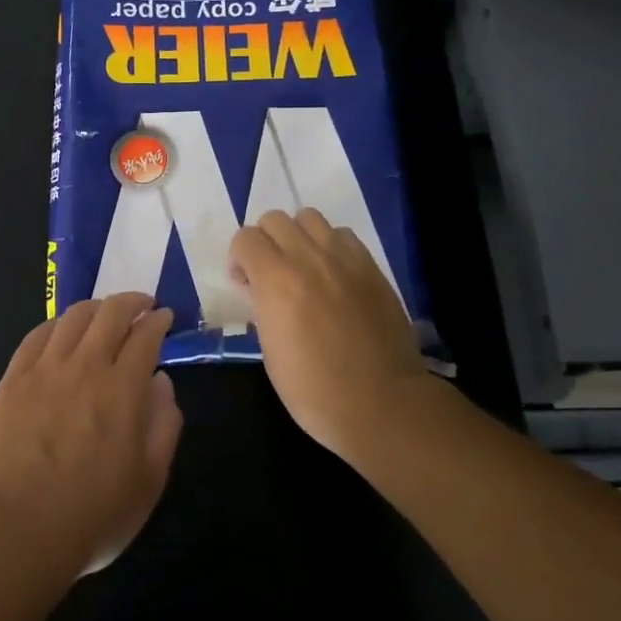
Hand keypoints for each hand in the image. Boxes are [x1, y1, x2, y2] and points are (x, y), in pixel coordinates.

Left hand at [0, 294, 182, 575]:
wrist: (17, 531)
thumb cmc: (93, 514)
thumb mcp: (150, 480)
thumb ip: (165, 425)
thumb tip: (161, 382)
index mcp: (123, 388)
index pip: (145, 335)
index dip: (158, 320)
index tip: (165, 318)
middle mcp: (85, 366)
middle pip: (110, 312)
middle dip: (132, 301)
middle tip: (141, 305)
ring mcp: (44, 370)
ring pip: (72, 317)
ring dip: (95, 307)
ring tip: (103, 314)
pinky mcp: (12, 380)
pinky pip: (36, 336)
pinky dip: (56, 325)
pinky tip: (61, 331)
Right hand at [229, 209, 426, 458]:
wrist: (381, 403)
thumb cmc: (314, 389)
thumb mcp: (270, 351)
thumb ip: (261, 307)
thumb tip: (258, 288)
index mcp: (276, 280)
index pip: (245, 237)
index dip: (239, 258)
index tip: (244, 283)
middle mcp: (309, 257)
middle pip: (276, 218)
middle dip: (265, 241)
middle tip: (270, 273)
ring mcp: (344, 258)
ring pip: (310, 217)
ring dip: (298, 236)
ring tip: (303, 267)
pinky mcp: (371, 267)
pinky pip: (343, 236)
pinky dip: (330, 246)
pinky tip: (333, 274)